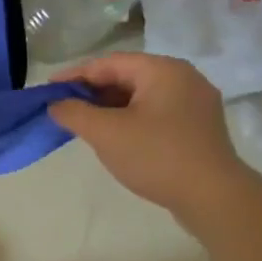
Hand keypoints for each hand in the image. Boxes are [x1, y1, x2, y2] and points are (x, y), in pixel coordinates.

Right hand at [49, 53, 253, 221]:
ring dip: (109, 107)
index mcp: (162, 70)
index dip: (74, 75)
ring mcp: (194, 103)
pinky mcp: (198, 127)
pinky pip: (155, 112)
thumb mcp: (106, 133)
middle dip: (91, 92)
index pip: (108, 63)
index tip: (47, 91)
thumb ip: (74, 113)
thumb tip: (55, 105)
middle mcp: (183, 78)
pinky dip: (129, 119)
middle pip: (126, 76)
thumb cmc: (156, 156)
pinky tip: (114, 136)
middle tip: (63, 108)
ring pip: (140, 96)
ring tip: (84, 124)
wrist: (213, 197)